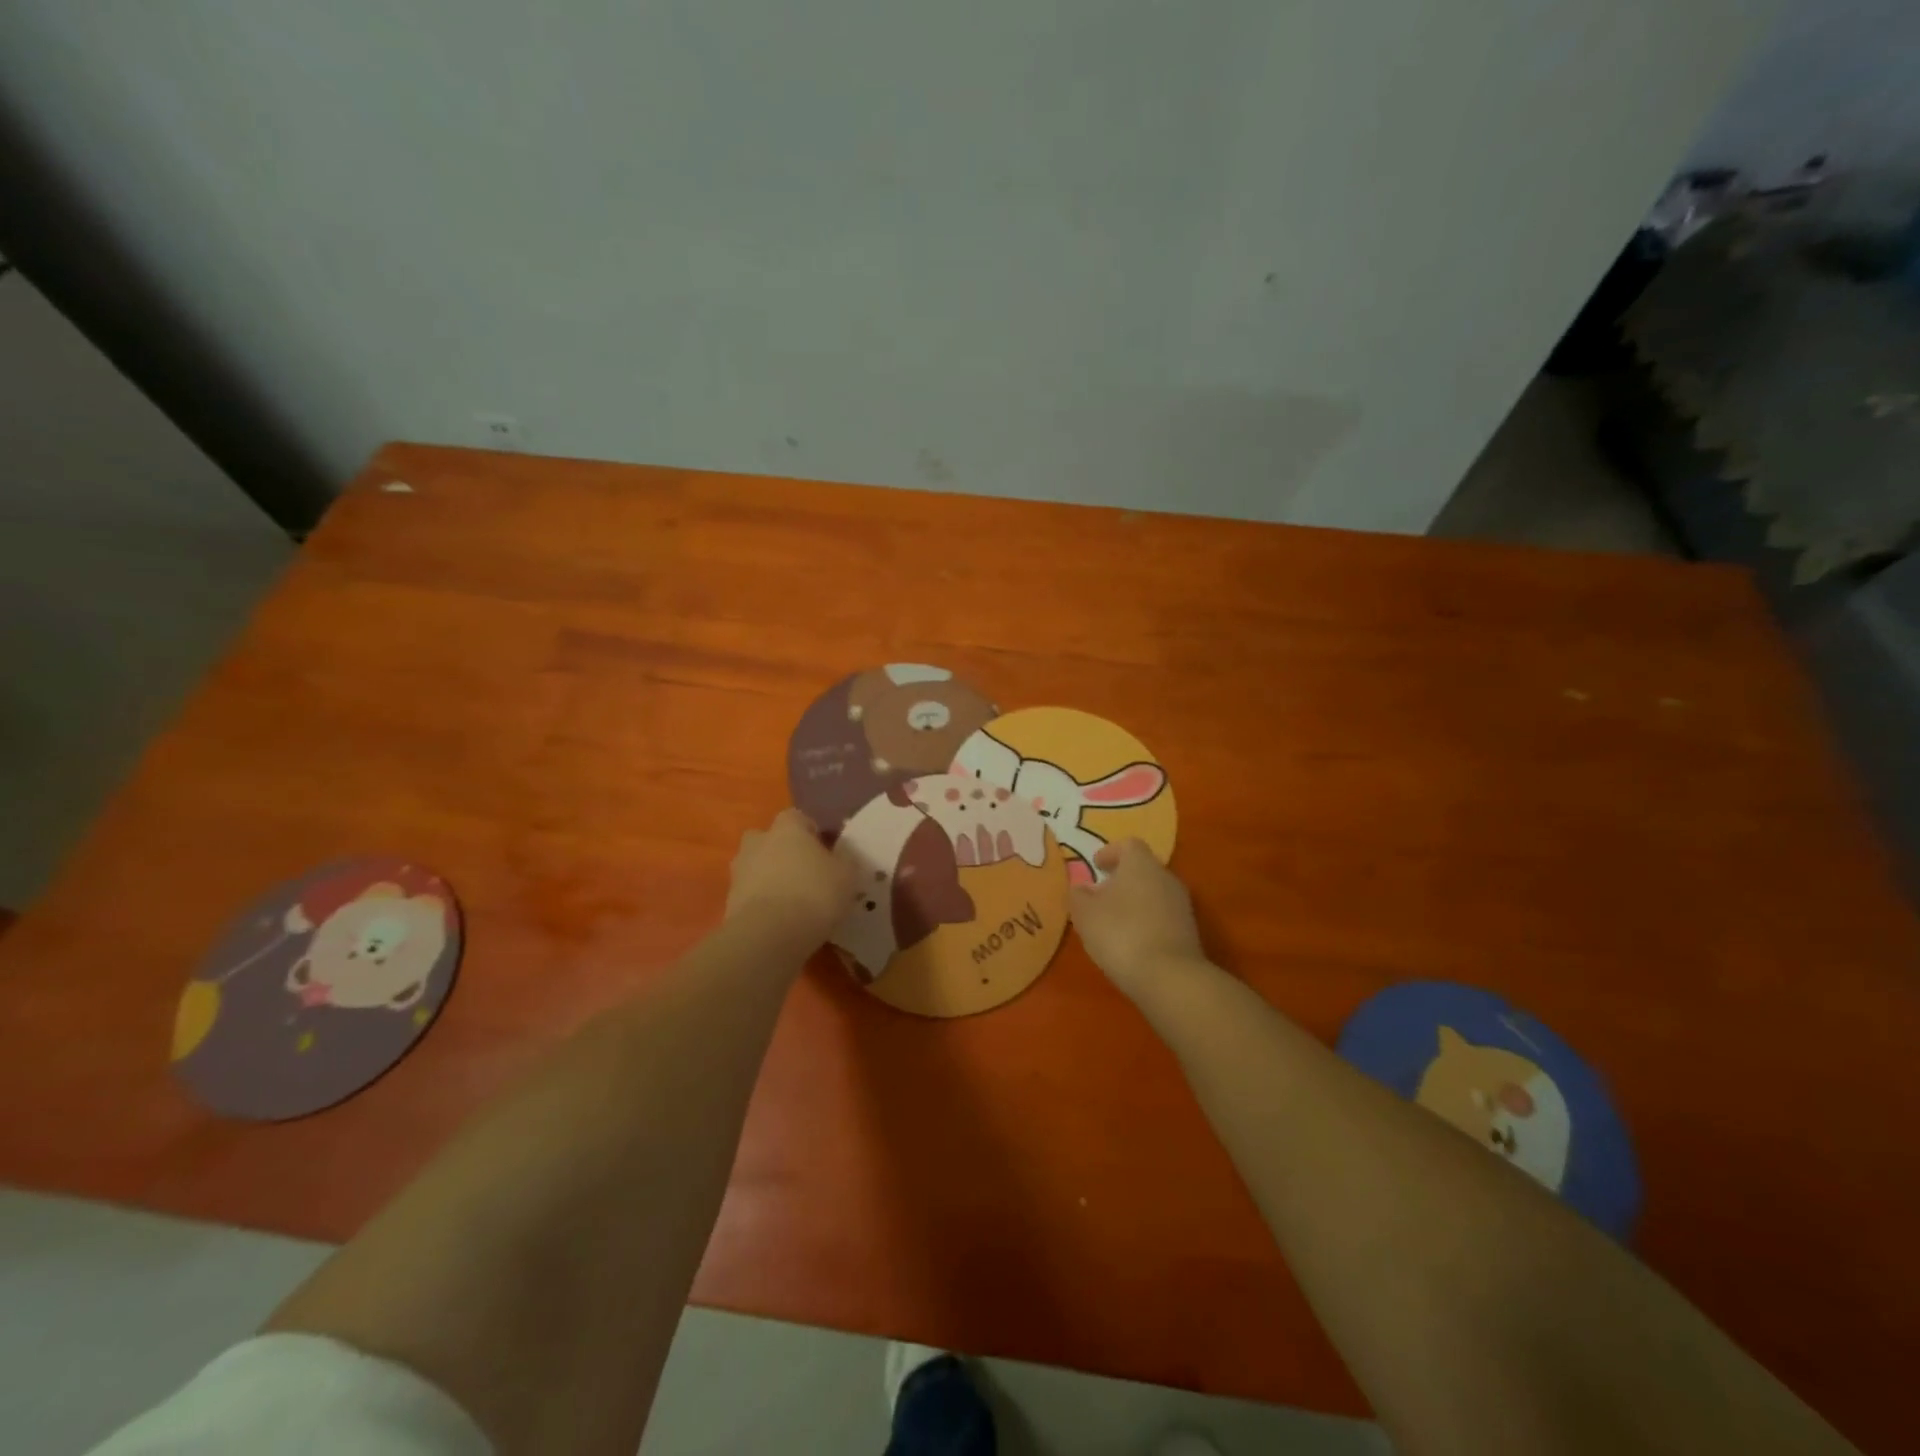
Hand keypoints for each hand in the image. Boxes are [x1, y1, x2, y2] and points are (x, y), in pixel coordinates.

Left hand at [726, 809, 854, 945]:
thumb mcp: (847, 876)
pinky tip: (779, 921)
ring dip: (769, 878)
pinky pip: (749, 895)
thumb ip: (845, 860)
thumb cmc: (814, 894)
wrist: (769, 935)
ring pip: (756, 867)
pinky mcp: (729, 901)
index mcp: (787, 828)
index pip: (798, 817)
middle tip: (804, 873)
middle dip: (782, 852)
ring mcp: (739, 872)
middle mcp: (758, 842)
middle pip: (769, 839)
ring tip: (792, 902)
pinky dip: (761, 903)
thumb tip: (843, 854)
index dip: (811, 833)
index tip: (825, 852)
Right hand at [1069, 839, 1207, 998]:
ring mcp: (1182, 905)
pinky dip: (1147, 922)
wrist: (1170, 977)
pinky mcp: (1189, 932)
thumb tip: (1081, 887)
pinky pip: (1163, 916)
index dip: (1110, 852)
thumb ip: (1079, 896)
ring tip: (1114, 922)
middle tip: (1101, 895)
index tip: (1096, 866)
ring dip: (1135, 902)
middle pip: (1143, 869)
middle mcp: (1166, 877)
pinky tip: (1132, 942)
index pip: (1128, 845)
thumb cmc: (1121, 934)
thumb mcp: (1085, 914)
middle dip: (1122, 879)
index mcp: (1141, 864)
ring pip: (1154, 893)